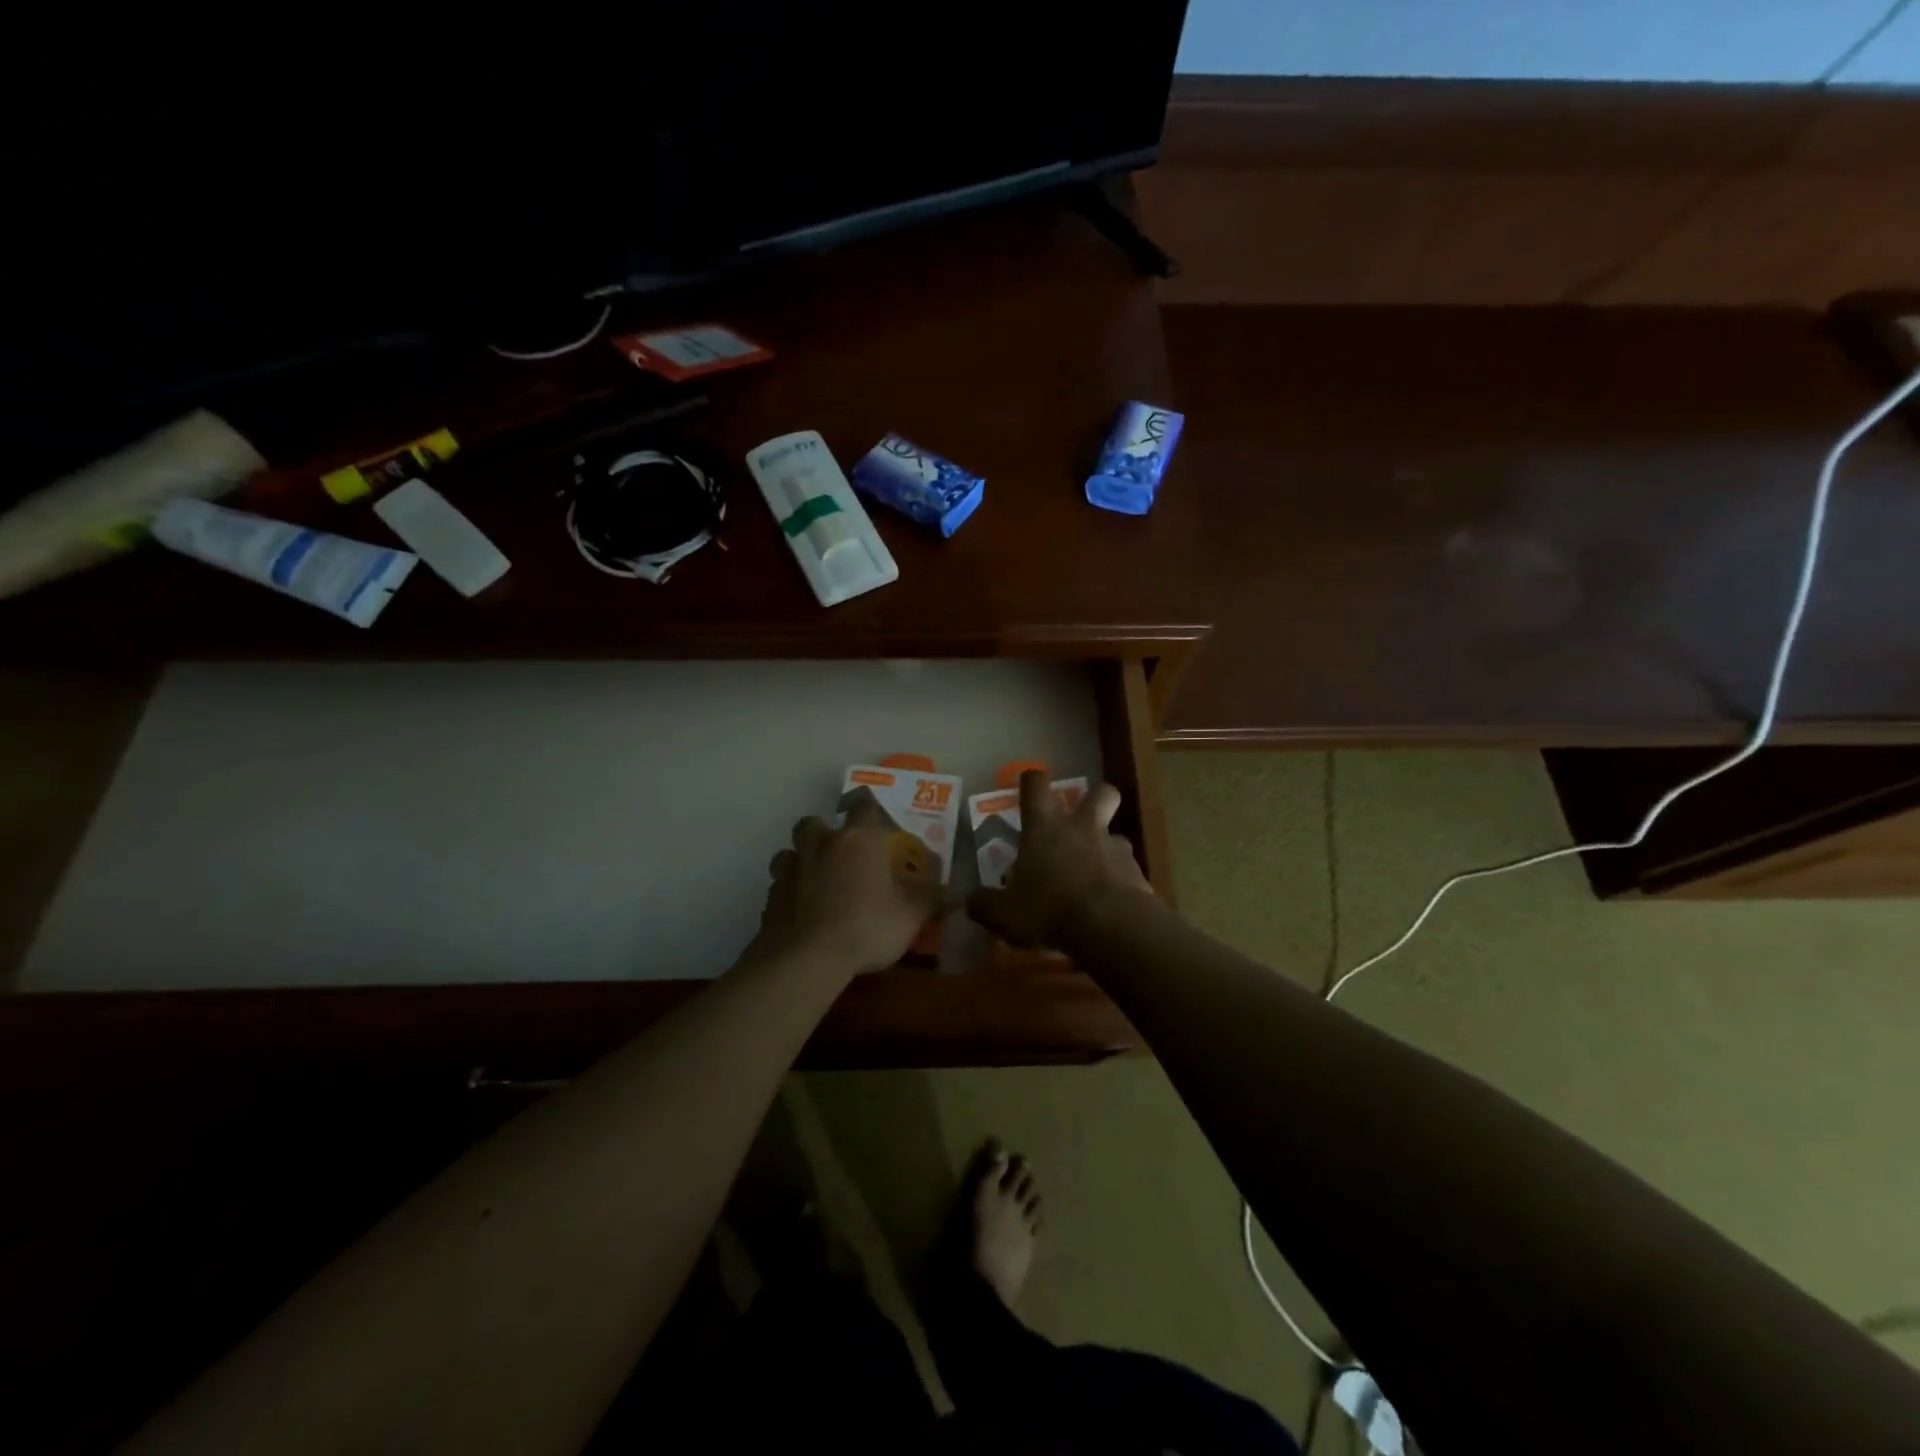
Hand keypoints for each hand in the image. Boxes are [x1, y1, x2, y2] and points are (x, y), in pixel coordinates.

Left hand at [753, 798, 943, 976]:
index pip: (863, 805)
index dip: (870, 810)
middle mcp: (820, 845)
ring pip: (789, 852)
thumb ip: (929, 899)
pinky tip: (800, 913)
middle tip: (840, 854)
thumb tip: (952, 893)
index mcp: (857, 839)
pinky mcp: (770, 899)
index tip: (878, 823)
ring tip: (815, 882)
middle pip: (813, 822)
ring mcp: (790, 870)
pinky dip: (789, 893)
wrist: (807, 959)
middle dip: (824, 833)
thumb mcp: (910, 916)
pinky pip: (779, 886)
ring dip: (800, 861)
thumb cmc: (866, 926)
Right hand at [967, 771, 1154, 951]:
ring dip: (1106, 848)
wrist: (1111, 928)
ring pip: (1116, 834)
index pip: (1036, 786)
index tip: (1030, 783)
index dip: (1032, 780)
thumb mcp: (1004, 914)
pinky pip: (1128, 871)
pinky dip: (1120, 882)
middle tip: (1082, 819)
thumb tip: (971, 901)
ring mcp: (1115, 848)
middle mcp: (1082, 829)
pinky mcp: (1138, 874)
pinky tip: (1110, 906)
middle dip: (1094, 798)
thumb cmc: (1049, 910)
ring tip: (1094, 875)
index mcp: (1045, 828)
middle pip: (1100, 792)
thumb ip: (985, 905)